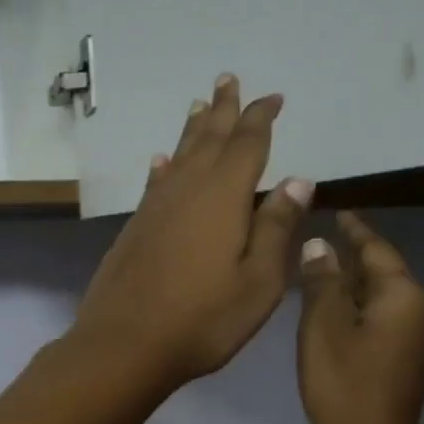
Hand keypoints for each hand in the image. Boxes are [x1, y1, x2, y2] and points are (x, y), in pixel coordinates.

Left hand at [72, 73, 313, 392]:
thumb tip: (299, 180)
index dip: (261, 118)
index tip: (273, 98)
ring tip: (200, 105)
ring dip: (193, 129)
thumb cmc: (202, 319)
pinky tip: (162, 161)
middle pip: (209, 138)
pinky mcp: (135, 228)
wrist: (124, 344)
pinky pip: (155, 182)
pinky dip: (164, 166)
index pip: (248, 144)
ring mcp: (156, 208)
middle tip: (228, 79)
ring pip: (180, 155)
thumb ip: (276, 228)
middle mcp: (187, 189)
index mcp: (224, 196)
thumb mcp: (258, 281)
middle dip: (224, 109)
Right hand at [296, 212, 423, 423]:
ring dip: (353, 285)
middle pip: (383, 273)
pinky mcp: (405, 362)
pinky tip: (333, 314)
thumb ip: (322, 281)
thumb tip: (320, 246)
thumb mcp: (323, 326)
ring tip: (321, 273)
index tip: (339, 211)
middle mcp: (418, 312)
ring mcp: (415, 340)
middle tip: (320, 241)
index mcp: (403, 296)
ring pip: (381, 298)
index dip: (355, 231)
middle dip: (354, 257)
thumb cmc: (343, 384)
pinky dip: (357, 310)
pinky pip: (381, 321)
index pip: (377, 250)